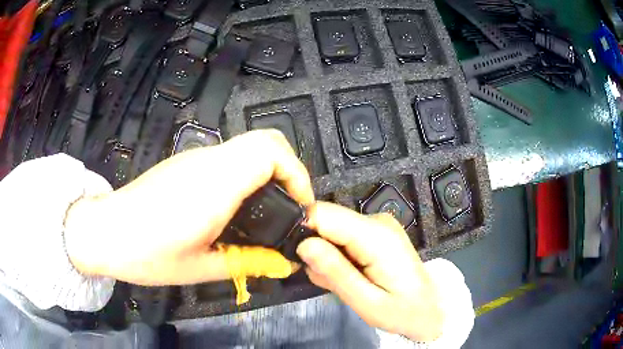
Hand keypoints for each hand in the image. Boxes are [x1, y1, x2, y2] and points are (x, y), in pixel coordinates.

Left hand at [64, 130, 313, 285]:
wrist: (104, 232)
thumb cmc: (146, 254)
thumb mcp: (200, 268)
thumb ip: (247, 262)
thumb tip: (282, 264)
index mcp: (214, 186)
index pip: (271, 151)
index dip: (297, 174)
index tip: (300, 207)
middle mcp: (207, 162)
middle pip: (267, 141)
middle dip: (290, 171)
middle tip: (288, 208)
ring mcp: (195, 158)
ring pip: (248, 148)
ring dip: (268, 174)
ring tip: (266, 213)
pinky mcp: (186, 163)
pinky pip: (230, 159)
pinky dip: (247, 175)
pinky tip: (235, 209)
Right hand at [297, 202, 443, 341]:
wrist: (428, 309)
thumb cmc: (401, 311)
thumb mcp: (365, 301)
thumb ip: (335, 272)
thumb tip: (303, 244)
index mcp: (376, 236)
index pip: (324, 213)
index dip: (303, 230)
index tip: (297, 257)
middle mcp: (377, 221)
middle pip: (327, 220)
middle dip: (316, 250)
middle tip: (326, 279)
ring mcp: (377, 225)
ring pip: (333, 230)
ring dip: (328, 257)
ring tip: (343, 282)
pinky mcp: (375, 232)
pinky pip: (344, 237)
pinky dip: (339, 257)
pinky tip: (351, 275)